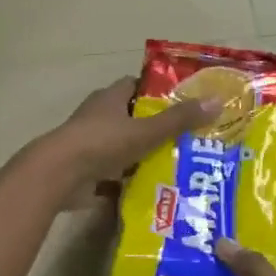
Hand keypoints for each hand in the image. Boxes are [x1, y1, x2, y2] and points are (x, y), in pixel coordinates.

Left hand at [34, 79, 217, 190]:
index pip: (136, 86)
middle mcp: (98, 117)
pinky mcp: (85, 170)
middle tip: (187, 139)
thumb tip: (216, 102)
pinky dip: (129, 180)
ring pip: (123, 147)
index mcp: (109, 98)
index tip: (183, 102)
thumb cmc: (102, 143)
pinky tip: (151, 189)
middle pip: (131, 118)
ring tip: (176, 166)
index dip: (158, 92)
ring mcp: (89, 145)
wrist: (59, 175)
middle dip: (155, 127)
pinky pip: (113, 173)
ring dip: (143, 156)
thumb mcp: (146, 130)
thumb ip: (179, 120)